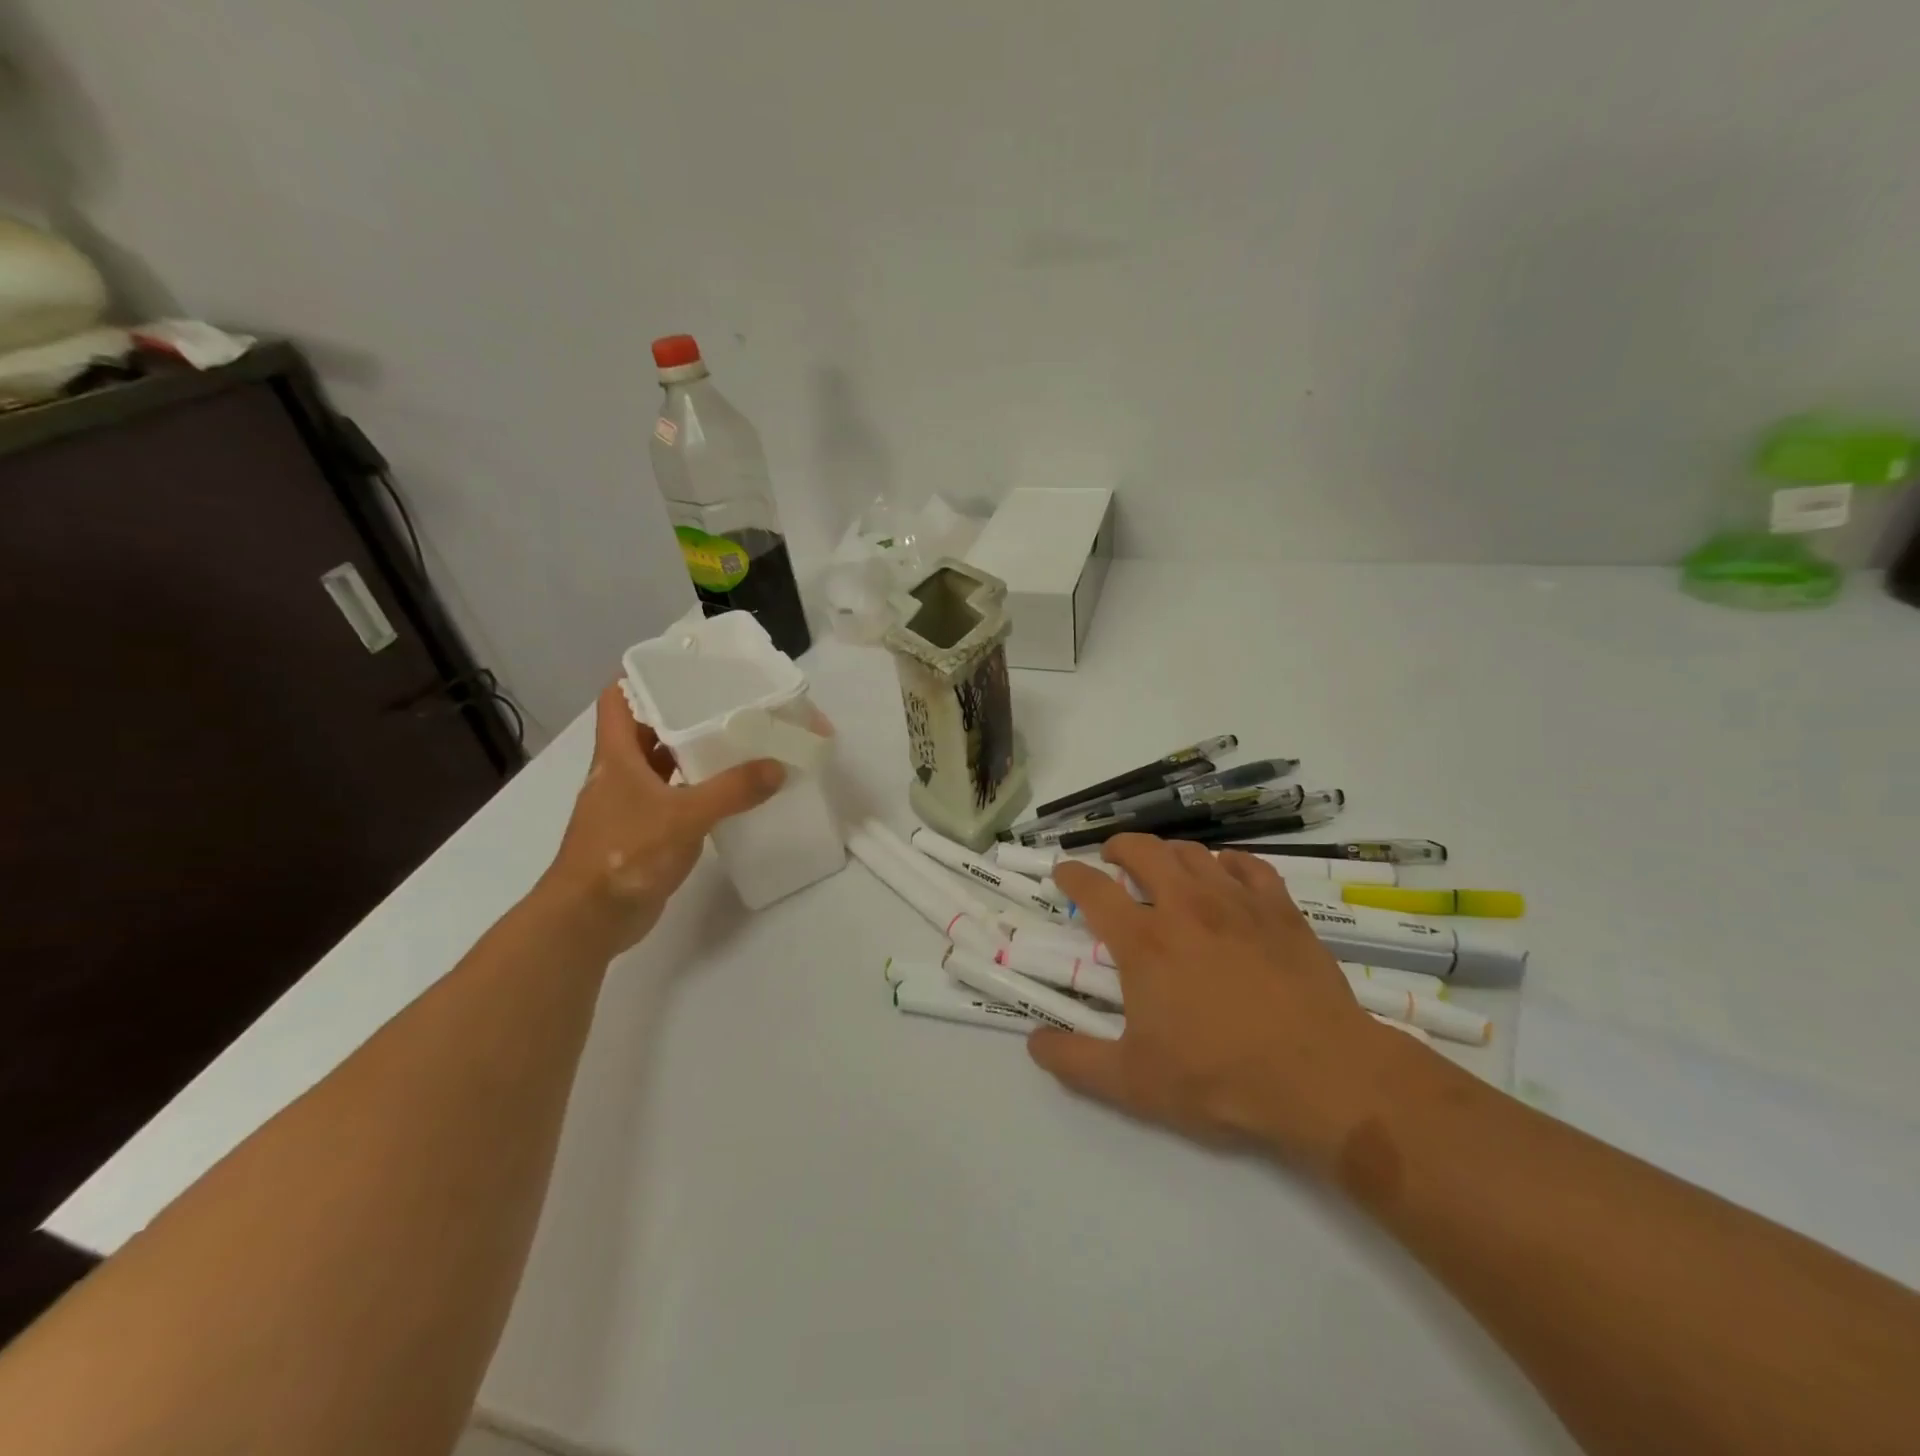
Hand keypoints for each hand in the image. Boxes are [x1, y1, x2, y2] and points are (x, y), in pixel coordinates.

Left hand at [534, 684, 785, 952]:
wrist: (590, 919)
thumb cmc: (625, 853)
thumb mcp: (684, 816)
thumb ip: (732, 790)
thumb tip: (777, 767)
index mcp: (617, 756)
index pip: (618, 699)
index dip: (642, 677)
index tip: (682, 667)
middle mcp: (620, 773)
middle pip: (647, 729)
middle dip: (682, 714)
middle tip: (727, 703)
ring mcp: (630, 805)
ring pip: (662, 765)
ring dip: (692, 754)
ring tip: (736, 741)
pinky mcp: (643, 833)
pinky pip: (673, 799)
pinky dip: (697, 791)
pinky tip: (729, 792)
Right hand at [1031, 837, 1409, 1168]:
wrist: (1321, 1075)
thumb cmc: (1220, 1077)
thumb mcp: (1133, 1083)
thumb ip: (1075, 1061)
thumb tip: (1033, 1042)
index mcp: (1143, 941)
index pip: (1094, 889)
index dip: (1072, 874)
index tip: (1063, 871)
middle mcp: (1184, 907)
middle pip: (1143, 851)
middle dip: (1119, 847)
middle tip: (1112, 858)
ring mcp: (1236, 902)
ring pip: (1192, 852)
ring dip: (1168, 852)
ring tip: (1163, 866)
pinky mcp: (1280, 910)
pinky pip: (1248, 865)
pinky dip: (1227, 862)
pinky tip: (1225, 874)